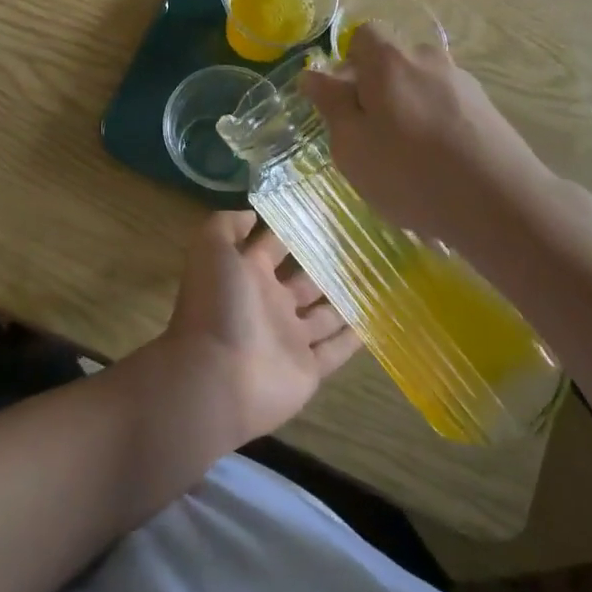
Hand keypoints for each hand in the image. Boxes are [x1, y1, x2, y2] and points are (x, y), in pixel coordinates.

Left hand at [155, 211, 361, 447]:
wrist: (217, 379)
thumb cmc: (217, 308)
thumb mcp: (211, 251)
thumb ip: (227, 226)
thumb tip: (252, 214)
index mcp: (247, 275)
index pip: (273, 246)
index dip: (291, 230)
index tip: (324, 212)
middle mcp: (269, 303)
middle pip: (303, 280)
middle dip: (326, 265)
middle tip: (364, 245)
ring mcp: (289, 338)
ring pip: (324, 315)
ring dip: (345, 299)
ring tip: (379, 278)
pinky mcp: (308, 369)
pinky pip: (336, 351)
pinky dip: (354, 338)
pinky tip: (378, 319)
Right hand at [299, 24, 564, 249]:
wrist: (499, 203)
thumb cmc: (408, 172)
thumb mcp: (351, 144)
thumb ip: (331, 104)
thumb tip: (312, 73)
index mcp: (390, 60)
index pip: (364, 35)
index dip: (349, 64)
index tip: (345, 102)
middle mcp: (429, 59)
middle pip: (394, 62)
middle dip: (377, 90)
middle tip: (369, 136)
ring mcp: (463, 83)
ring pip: (421, 86)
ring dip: (407, 110)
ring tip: (406, 158)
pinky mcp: (487, 109)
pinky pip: (447, 108)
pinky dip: (435, 126)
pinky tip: (437, 166)